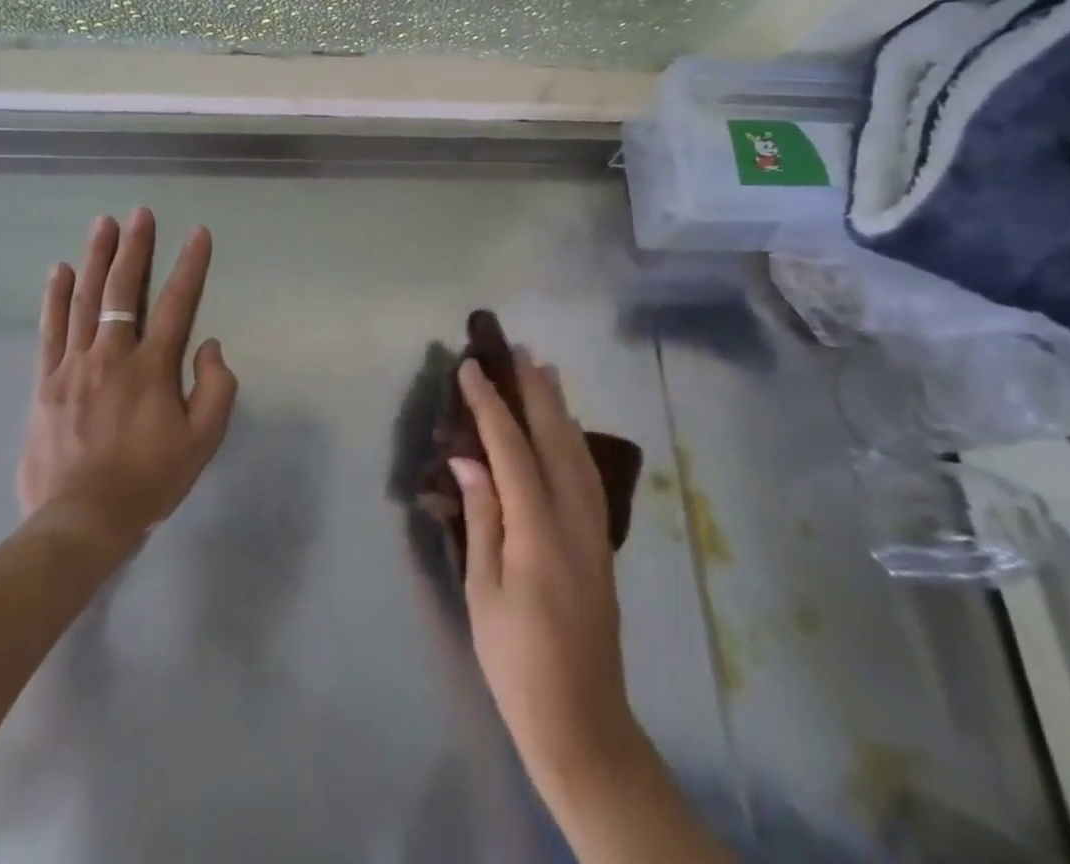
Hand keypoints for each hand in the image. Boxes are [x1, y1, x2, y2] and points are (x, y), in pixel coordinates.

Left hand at [18, 208, 238, 554]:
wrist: (80, 521)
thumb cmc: (148, 480)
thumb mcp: (202, 440)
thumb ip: (215, 387)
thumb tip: (208, 345)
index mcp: (152, 367)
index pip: (178, 303)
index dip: (190, 265)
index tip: (198, 233)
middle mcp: (112, 355)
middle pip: (124, 290)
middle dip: (134, 247)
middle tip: (139, 213)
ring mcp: (73, 366)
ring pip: (84, 300)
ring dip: (95, 258)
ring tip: (102, 224)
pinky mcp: (46, 382)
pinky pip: (50, 330)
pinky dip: (55, 297)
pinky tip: (58, 270)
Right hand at [451, 351, 643, 796]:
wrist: (582, 718)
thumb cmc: (517, 660)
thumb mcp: (484, 591)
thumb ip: (481, 516)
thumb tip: (468, 457)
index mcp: (538, 527)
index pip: (511, 446)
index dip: (489, 403)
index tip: (470, 367)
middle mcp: (574, 514)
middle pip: (554, 435)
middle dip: (533, 389)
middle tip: (516, 350)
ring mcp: (594, 525)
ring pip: (577, 448)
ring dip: (558, 405)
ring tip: (544, 371)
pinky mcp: (601, 538)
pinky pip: (587, 469)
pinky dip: (573, 436)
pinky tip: (565, 427)